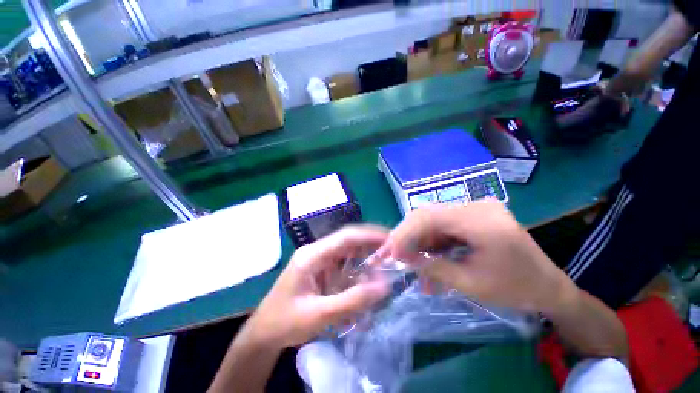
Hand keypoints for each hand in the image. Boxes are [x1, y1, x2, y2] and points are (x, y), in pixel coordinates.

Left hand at [246, 226, 389, 348]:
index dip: (369, 235)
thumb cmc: (286, 323)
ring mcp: (318, 259)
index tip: (390, 239)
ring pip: (347, 250)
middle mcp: (316, 251)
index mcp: (312, 255)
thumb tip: (384, 286)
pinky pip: (344, 263)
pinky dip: (358, 267)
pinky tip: (368, 275)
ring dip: (365, 254)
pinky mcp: (321, 269)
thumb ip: (352, 301)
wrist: (264, 333)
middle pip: (347, 240)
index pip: (345, 237)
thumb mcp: (319, 315)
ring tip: (385, 260)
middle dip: (370, 242)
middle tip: (392, 249)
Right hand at [381, 200, 574, 312]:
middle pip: (428, 214)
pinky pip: (443, 224)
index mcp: (481, 220)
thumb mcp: (471, 284)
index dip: (405, 233)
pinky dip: (431, 240)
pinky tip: (428, 256)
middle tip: (396, 255)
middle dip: (408, 235)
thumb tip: (404, 259)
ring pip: (433, 219)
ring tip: (411, 261)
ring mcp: (474, 208)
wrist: (548, 285)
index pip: (429, 217)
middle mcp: (475, 205)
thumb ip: (433, 268)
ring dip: (419, 240)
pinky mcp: (472, 214)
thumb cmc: (516, 289)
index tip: (391, 252)